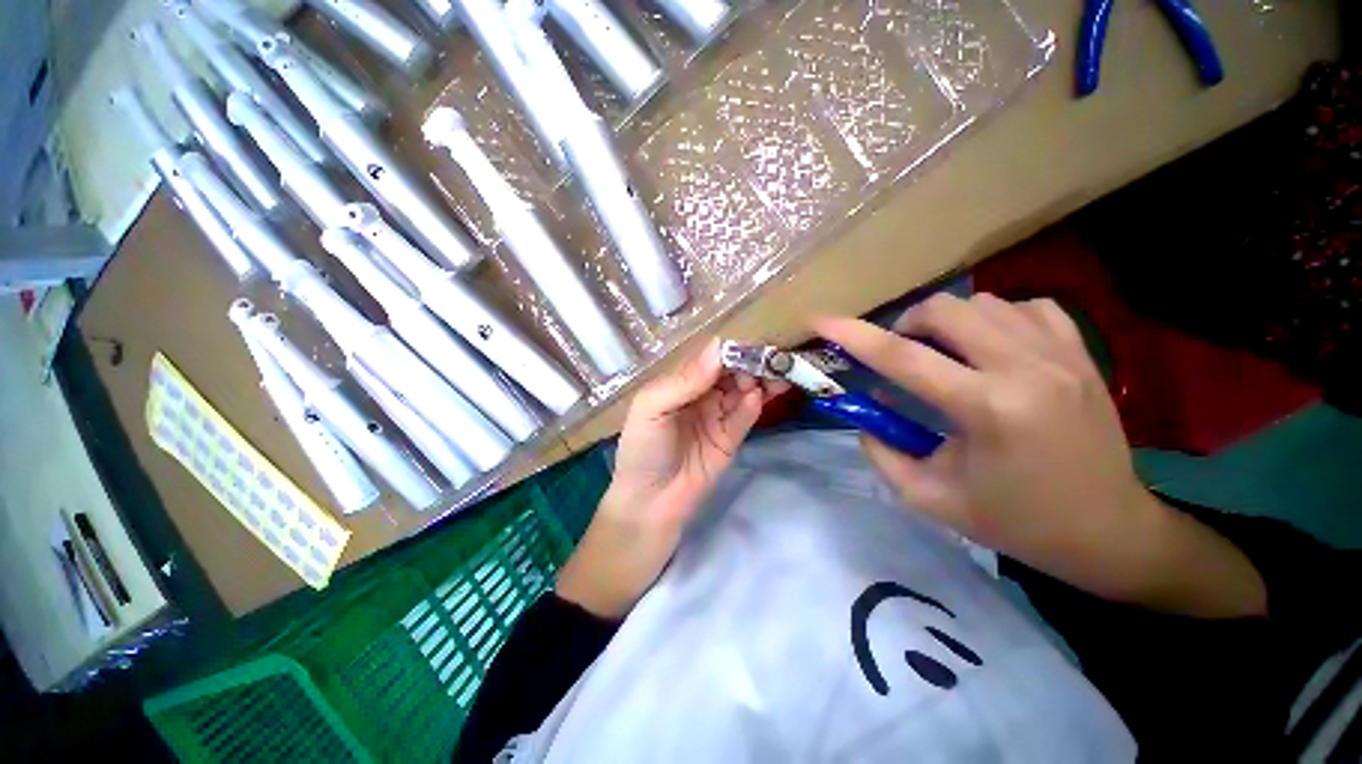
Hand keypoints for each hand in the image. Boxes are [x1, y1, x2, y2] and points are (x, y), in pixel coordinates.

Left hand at [557, 338, 786, 618]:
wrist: (650, 502)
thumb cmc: (642, 450)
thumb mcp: (651, 409)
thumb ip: (684, 381)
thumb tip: (718, 347)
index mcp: (679, 383)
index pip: (709, 359)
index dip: (729, 350)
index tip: (750, 344)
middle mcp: (701, 395)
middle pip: (731, 372)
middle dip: (750, 363)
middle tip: (770, 358)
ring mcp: (717, 416)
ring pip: (743, 391)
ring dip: (759, 380)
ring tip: (776, 373)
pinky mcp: (731, 438)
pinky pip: (745, 416)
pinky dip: (753, 404)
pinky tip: (759, 396)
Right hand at [814, 293, 1265, 618]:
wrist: (1108, 530)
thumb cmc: (1015, 521)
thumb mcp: (929, 497)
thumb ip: (882, 450)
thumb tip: (866, 410)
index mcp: (987, 409)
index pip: (901, 356)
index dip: (851, 334)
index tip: (818, 319)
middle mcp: (1027, 368)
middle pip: (944, 309)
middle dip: (906, 326)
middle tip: (902, 355)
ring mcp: (1062, 354)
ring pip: (983, 302)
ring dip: (948, 323)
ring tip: (945, 354)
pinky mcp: (1082, 352)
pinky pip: (1026, 307)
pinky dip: (994, 318)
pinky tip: (990, 346)